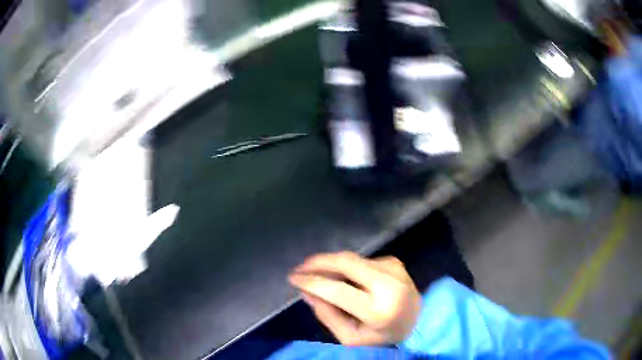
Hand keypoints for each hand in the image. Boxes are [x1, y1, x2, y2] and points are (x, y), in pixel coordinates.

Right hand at [288, 251, 421, 345]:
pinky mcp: (394, 261)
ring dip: (330, 263)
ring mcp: (393, 269)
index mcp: (378, 310)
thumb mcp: (351, 337)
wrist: (419, 320)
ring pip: (351, 259)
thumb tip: (306, 292)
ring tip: (315, 273)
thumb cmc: (382, 336)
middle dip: (318, 262)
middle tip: (299, 267)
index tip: (292, 278)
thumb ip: (327, 315)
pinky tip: (343, 277)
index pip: (338, 290)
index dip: (312, 282)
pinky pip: (361, 261)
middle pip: (345, 263)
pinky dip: (346, 267)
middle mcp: (388, 284)